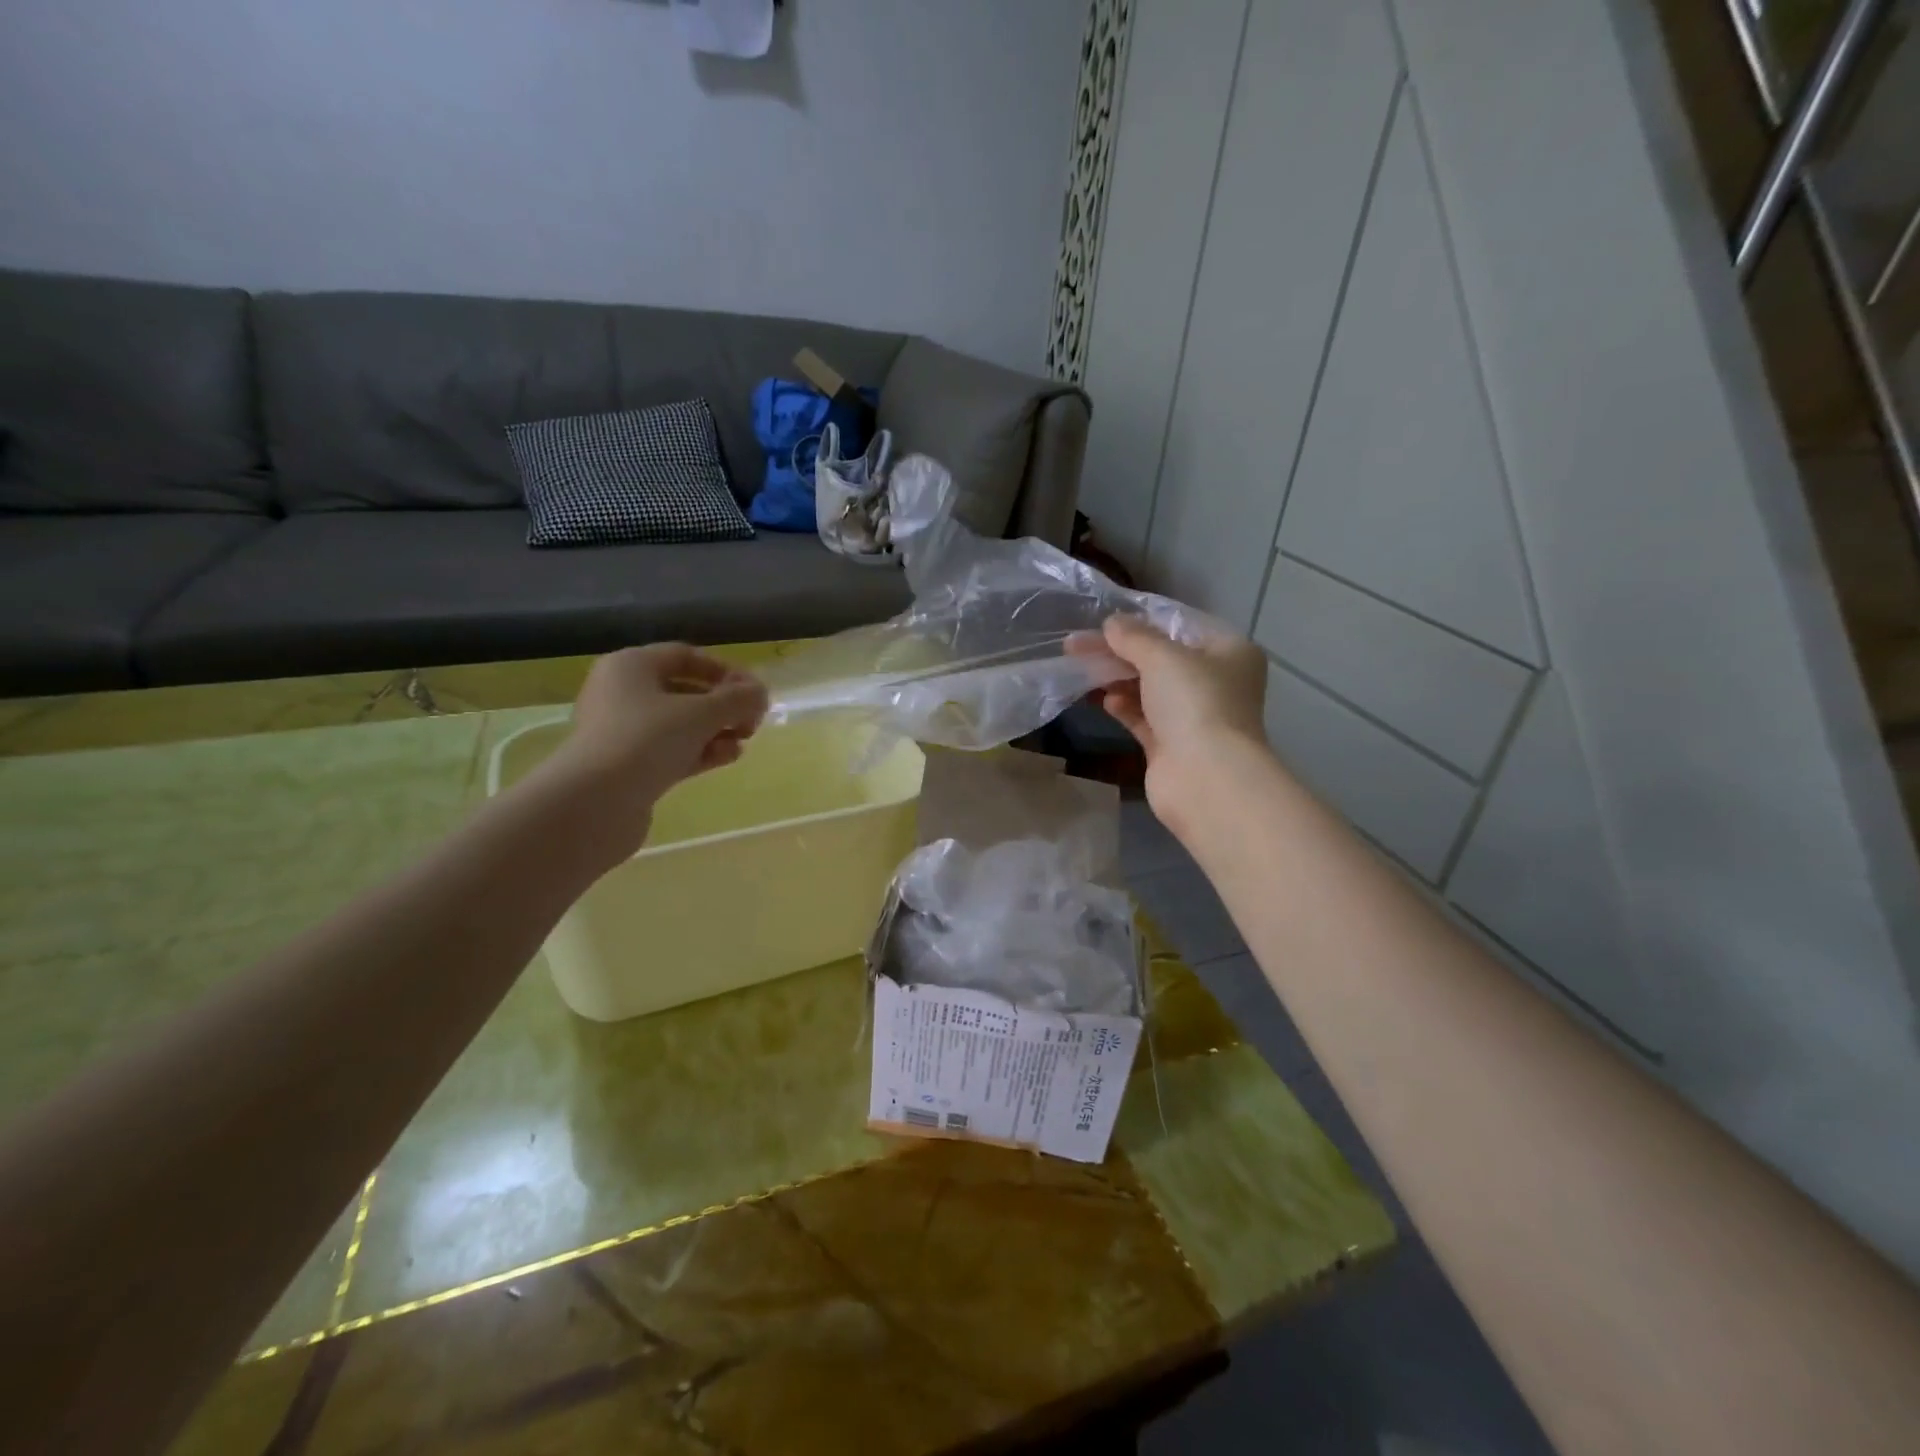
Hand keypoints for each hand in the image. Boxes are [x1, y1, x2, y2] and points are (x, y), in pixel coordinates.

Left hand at [552, 645, 768, 855]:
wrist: (595, 802)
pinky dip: (700, 751)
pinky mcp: (627, 766)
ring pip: (680, 724)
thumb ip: (738, 699)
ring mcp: (622, 732)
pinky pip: (671, 750)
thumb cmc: (647, 740)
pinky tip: (727, 758)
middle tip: (753, 721)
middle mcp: (622, 693)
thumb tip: (760, 693)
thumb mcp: (702, 713)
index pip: (686, 656)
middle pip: (684, 690)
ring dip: (716, 730)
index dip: (725, 670)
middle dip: (723, 705)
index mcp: (631, 666)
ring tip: (743, 741)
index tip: (754, 692)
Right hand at [1092, 616, 1268, 840]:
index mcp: (1228, 652)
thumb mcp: (1163, 657)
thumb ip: (1134, 637)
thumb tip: (1111, 623)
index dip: (1142, 621)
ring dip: (1117, 678)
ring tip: (1083, 669)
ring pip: (1149, 688)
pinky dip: (1123, 706)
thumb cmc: (1195, 703)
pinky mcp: (1172, 745)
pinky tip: (1103, 700)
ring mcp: (1194, 716)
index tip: (1104, 619)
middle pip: (1161, 658)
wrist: (1206, 779)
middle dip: (1120, 651)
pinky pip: (1143, 717)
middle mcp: (1216, 682)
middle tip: (1076, 645)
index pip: (1180, 626)